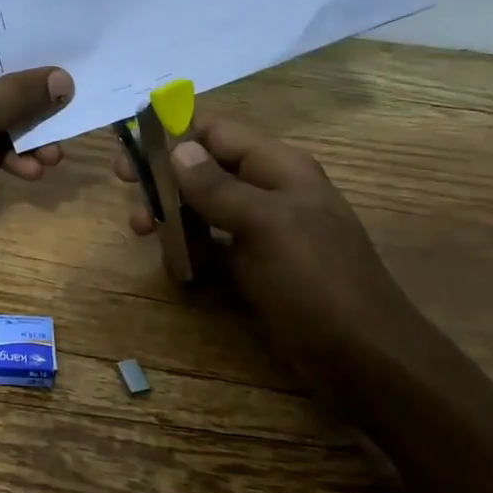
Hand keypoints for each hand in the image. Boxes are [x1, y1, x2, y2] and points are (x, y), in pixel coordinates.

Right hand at [115, 114, 436, 375]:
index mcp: (278, 168)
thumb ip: (218, 186)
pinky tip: (176, 267)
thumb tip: (178, 147)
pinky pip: (215, 246)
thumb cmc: (316, 283)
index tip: (132, 147)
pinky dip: (191, 250)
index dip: (174, 132)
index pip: (217, 131)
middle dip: (165, 174)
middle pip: (206, 167)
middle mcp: (270, 191)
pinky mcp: (258, 268)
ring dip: (172, 213)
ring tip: (142, 230)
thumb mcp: (266, 226)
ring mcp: (264, 232)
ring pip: (206, 207)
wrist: (366, 360)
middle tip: (126, 187)